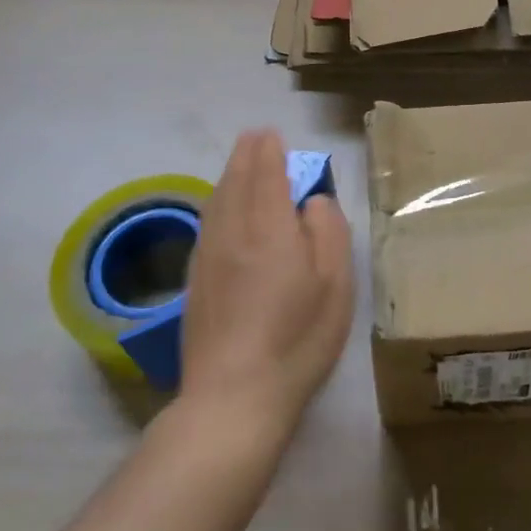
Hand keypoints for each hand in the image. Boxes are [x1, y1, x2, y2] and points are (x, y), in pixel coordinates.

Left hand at [179, 129, 354, 451]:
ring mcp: (207, 256)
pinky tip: (220, 210)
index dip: (269, 151)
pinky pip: (206, 224)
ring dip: (228, 176)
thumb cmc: (297, 338)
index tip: (271, 134)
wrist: (233, 396)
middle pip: (235, 181)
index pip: (266, 174)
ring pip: (215, 201)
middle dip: (245, 155)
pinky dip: (216, 203)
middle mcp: (232, 232)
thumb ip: (327, 231)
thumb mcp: (335, 284)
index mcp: (270, 228)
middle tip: (255, 138)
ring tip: (240, 165)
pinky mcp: (194, 281)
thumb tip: (313, 201)